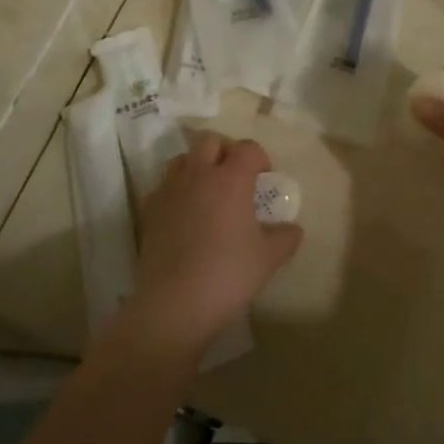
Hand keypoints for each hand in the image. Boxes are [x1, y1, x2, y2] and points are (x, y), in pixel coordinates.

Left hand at [120, 133, 302, 359]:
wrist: (175, 303)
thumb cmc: (229, 274)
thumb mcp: (268, 258)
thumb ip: (286, 238)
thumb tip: (294, 229)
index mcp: (231, 179)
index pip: (248, 148)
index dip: (260, 158)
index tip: (265, 179)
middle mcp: (198, 175)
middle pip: (209, 140)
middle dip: (225, 150)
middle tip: (235, 175)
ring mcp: (169, 191)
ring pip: (181, 159)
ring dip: (196, 166)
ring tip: (207, 192)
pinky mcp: (149, 211)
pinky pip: (163, 187)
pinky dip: (176, 191)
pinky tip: (184, 215)